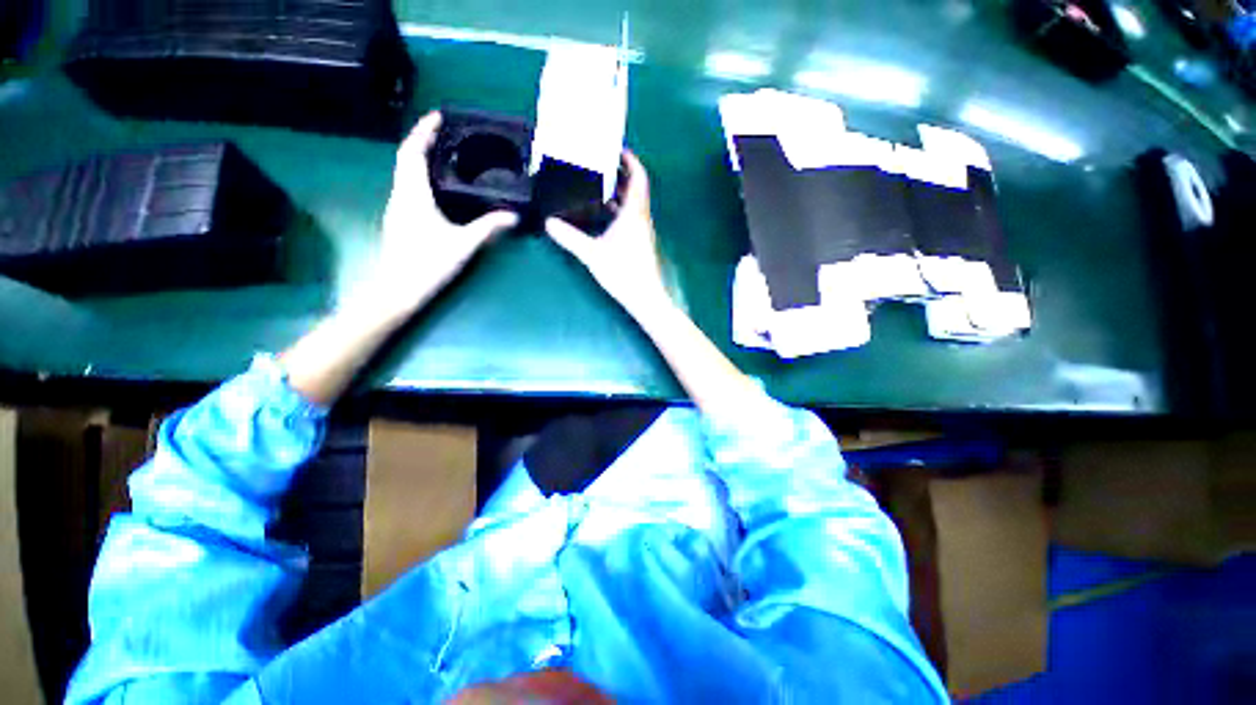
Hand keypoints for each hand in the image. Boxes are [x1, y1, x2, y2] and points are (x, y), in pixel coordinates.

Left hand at [369, 111, 518, 315]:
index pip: (413, 153)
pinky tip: (436, 185)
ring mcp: (398, 208)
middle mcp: (401, 196)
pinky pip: (408, 187)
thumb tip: (513, 216)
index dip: (423, 132)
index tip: (438, 116)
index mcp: (413, 195)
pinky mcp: (400, 220)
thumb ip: (488, 228)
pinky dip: (420, 176)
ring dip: (420, 158)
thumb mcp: (464, 245)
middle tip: (445, 132)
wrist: (399, 291)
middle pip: (406, 159)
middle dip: (422, 141)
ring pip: (405, 173)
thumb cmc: (429, 265)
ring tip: (443, 153)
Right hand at [545, 151, 672, 317]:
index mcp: (634, 213)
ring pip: (633, 205)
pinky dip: (619, 211)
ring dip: (619, 194)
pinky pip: (631, 218)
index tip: (617, 149)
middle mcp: (642, 218)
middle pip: (636, 189)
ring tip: (598, 186)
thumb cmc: (622, 272)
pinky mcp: (641, 243)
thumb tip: (549, 223)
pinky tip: (603, 217)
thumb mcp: (592, 254)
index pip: (639, 178)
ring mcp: (643, 231)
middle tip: (600, 165)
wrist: (645, 298)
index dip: (631, 161)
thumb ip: (570, 238)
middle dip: (621, 175)